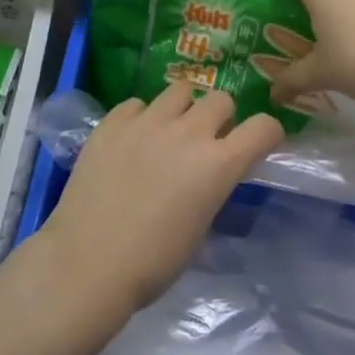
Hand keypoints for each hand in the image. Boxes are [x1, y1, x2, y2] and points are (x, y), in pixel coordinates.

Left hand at [39, 85, 281, 315]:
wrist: (88, 264)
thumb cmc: (152, 263)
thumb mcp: (200, 227)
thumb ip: (212, 187)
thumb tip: (209, 173)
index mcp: (218, 164)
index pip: (264, 126)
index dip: (266, 134)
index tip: (256, 145)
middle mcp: (188, 132)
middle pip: (221, 99)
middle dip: (220, 117)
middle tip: (205, 141)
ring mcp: (147, 122)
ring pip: (179, 90)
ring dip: (182, 109)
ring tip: (167, 133)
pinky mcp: (112, 122)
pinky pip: (136, 104)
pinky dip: (140, 118)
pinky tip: (131, 141)